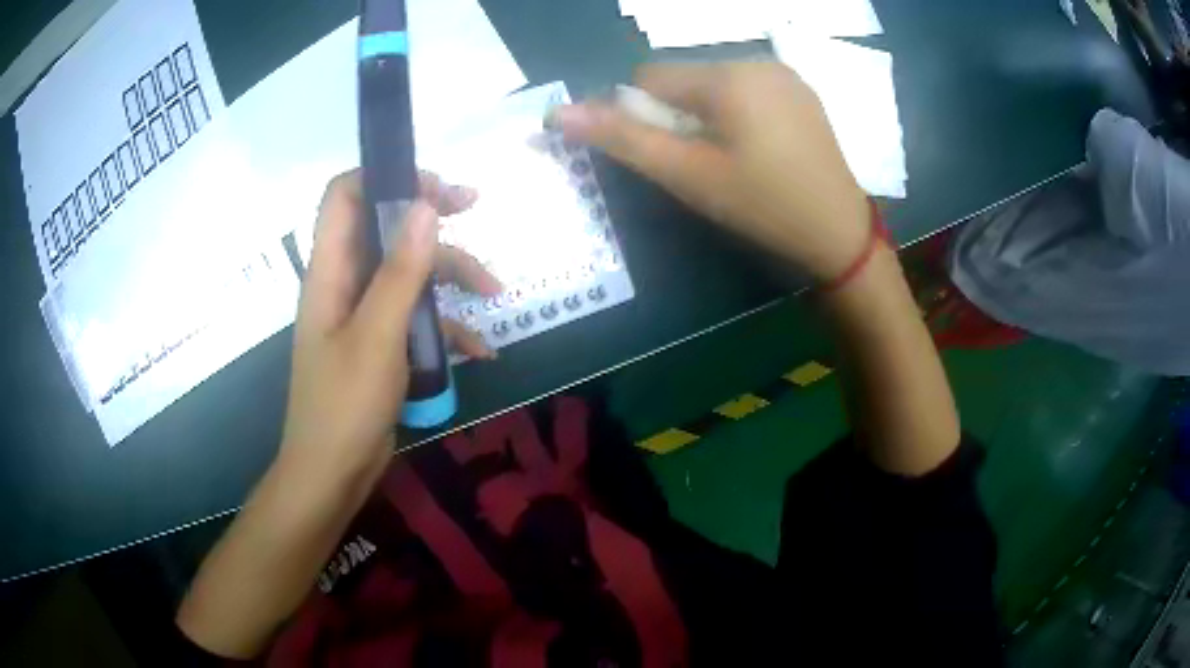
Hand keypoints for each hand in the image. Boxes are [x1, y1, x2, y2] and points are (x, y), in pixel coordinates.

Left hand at [279, 170, 499, 491]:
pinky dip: (447, 326)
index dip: (383, 176)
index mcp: (330, 271)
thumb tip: (425, 206)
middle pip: (385, 227)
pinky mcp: (381, 343)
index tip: (432, 186)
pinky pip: (416, 317)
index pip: (343, 195)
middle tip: (474, 207)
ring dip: (451, 276)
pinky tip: (480, 350)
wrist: (332, 475)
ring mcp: (364, 314)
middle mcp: (345, 283)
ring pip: (408, 272)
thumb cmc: (344, 406)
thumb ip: (400, 271)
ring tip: (496, 294)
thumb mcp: (377, 337)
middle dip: (430, 218)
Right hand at [556, 62, 870, 281]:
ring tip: (731, 159)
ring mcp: (785, 75)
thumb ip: (623, 139)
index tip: (667, 156)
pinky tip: (757, 149)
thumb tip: (558, 114)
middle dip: (677, 115)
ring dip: (705, 114)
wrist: (840, 235)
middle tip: (701, 163)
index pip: (649, 76)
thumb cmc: (762, 206)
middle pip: (685, 78)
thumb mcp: (687, 175)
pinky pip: (748, 91)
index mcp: (728, 76)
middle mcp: (757, 61)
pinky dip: (736, 113)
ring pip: (715, 84)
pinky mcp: (801, 93)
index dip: (642, 115)